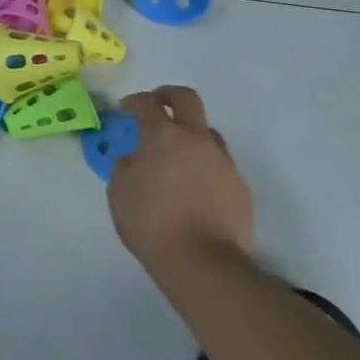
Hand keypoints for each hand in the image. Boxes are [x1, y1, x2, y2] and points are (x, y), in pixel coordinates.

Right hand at [107, 86, 252, 288]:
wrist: (203, 263)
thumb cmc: (151, 224)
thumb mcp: (119, 193)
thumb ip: (124, 167)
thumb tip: (133, 158)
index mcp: (162, 137)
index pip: (146, 103)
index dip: (133, 102)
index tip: (125, 110)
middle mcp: (195, 140)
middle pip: (187, 99)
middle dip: (168, 96)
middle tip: (157, 105)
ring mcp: (222, 162)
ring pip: (208, 133)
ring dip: (191, 135)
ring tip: (177, 157)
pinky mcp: (240, 186)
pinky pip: (219, 165)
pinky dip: (205, 167)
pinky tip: (195, 189)